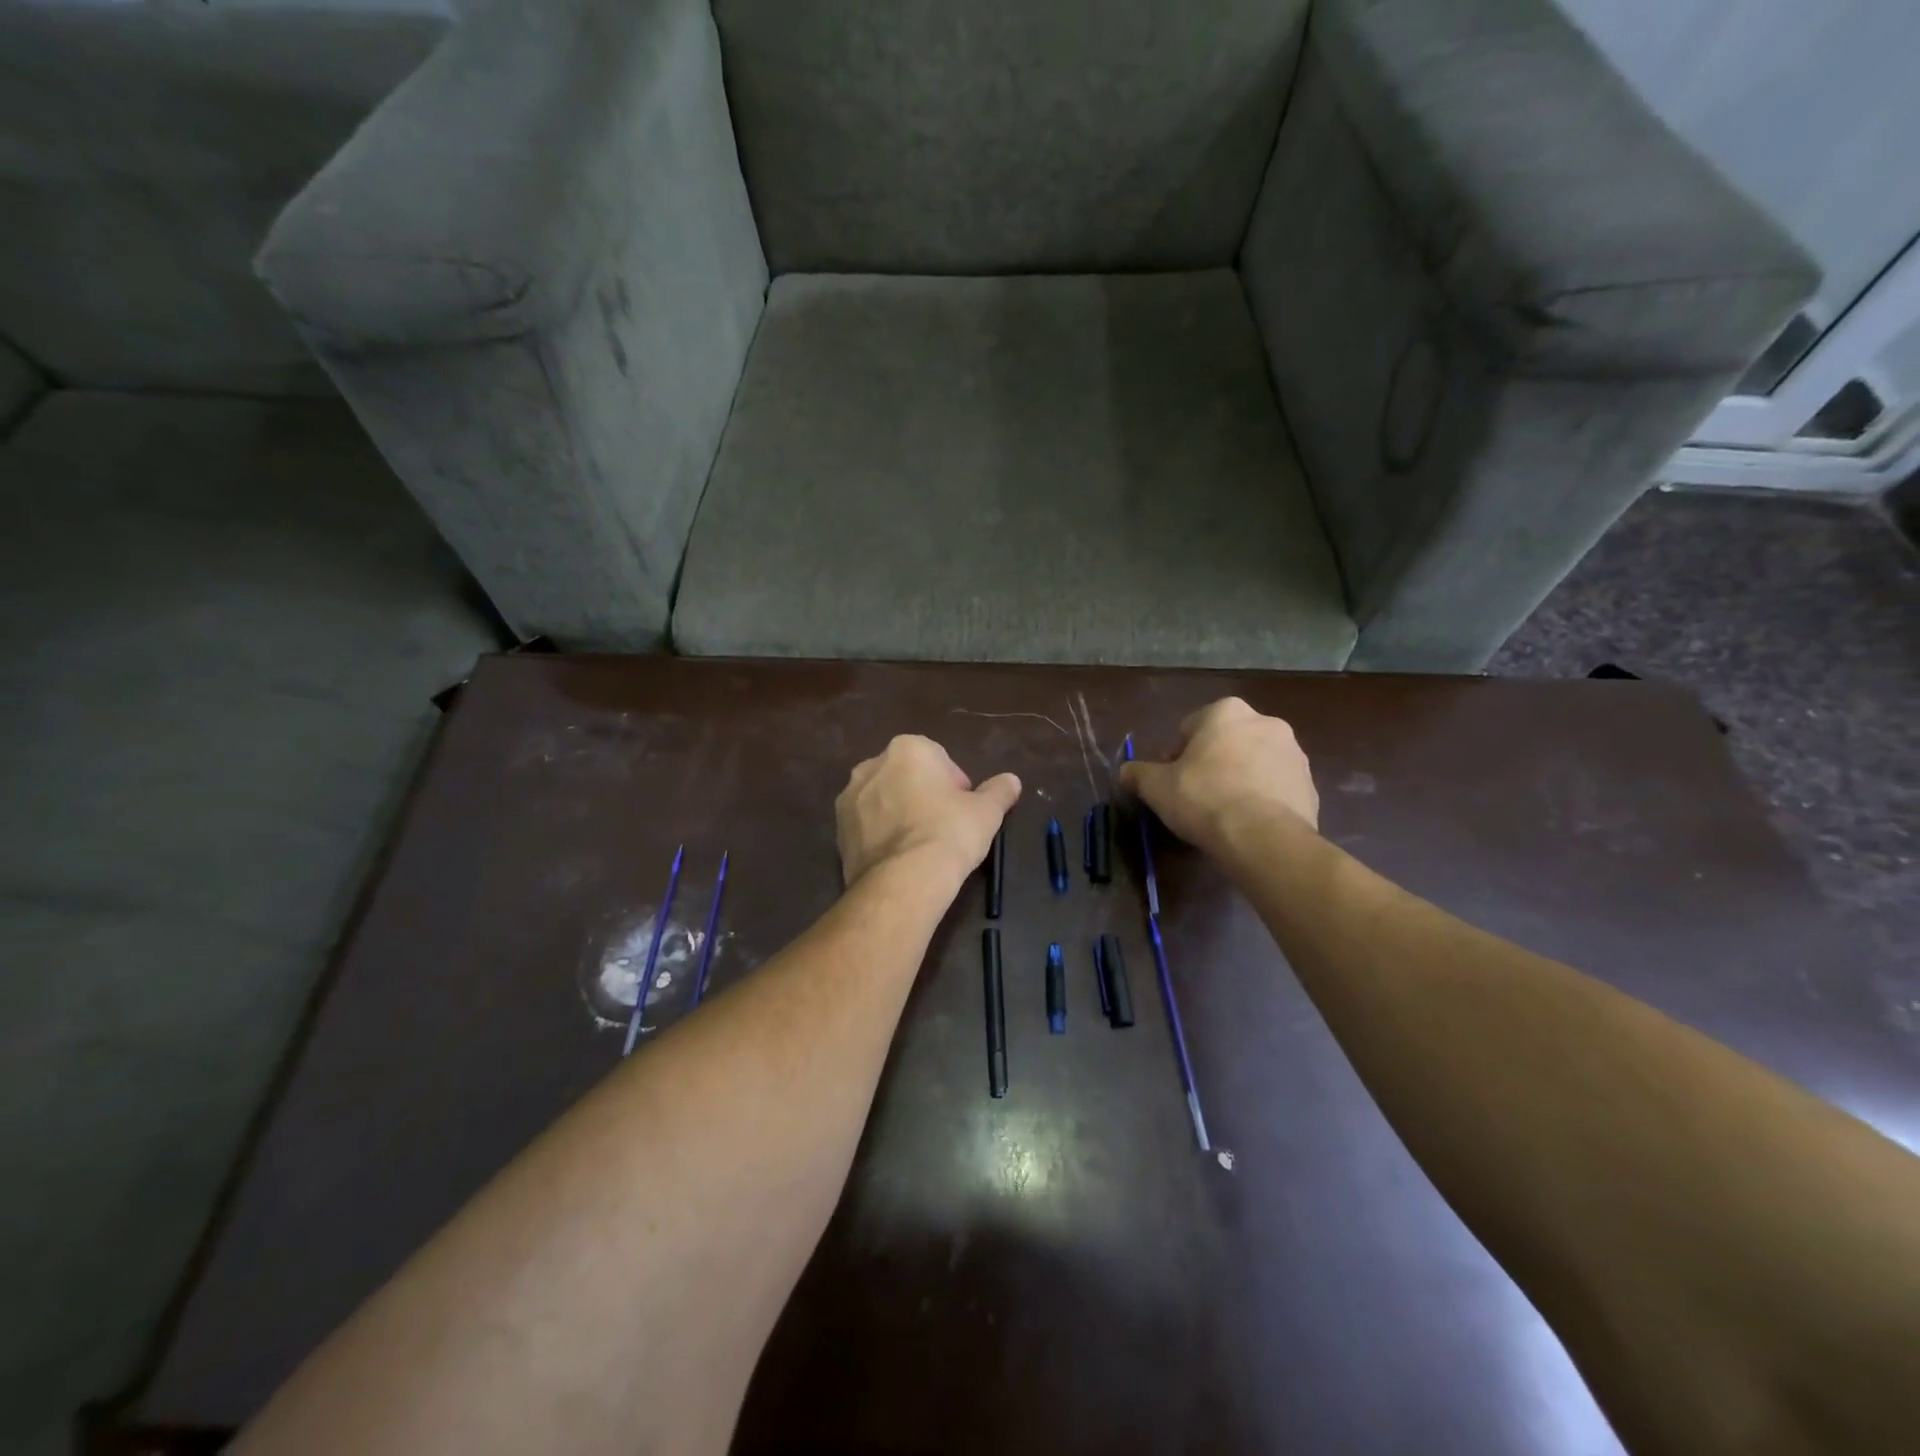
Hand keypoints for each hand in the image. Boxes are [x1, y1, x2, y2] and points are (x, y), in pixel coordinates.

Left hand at [836, 736, 1021, 889]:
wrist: (904, 880)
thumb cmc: (949, 833)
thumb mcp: (986, 811)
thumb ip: (999, 791)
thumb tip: (1012, 781)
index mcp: (908, 749)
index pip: (939, 759)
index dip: (955, 786)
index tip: (963, 811)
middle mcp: (871, 765)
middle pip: (907, 776)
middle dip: (923, 795)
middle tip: (944, 827)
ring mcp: (849, 798)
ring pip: (883, 800)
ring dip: (899, 814)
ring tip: (919, 846)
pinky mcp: (837, 830)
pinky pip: (866, 826)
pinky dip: (881, 835)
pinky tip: (899, 859)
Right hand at [1118, 698, 1317, 847]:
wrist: (1264, 838)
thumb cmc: (1204, 799)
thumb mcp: (1156, 786)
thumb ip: (1137, 773)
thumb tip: (1126, 772)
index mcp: (1226, 712)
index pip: (1190, 728)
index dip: (1176, 757)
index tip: (1171, 783)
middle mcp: (1266, 722)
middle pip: (1225, 743)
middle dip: (1211, 764)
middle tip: (1195, 797)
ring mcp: (1294, 754)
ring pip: (1254, 764)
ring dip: (1239, 780)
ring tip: (1223, 815)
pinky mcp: (1310, 786)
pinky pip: (1276, 788)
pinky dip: (1262, 800)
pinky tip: (1248, 825)